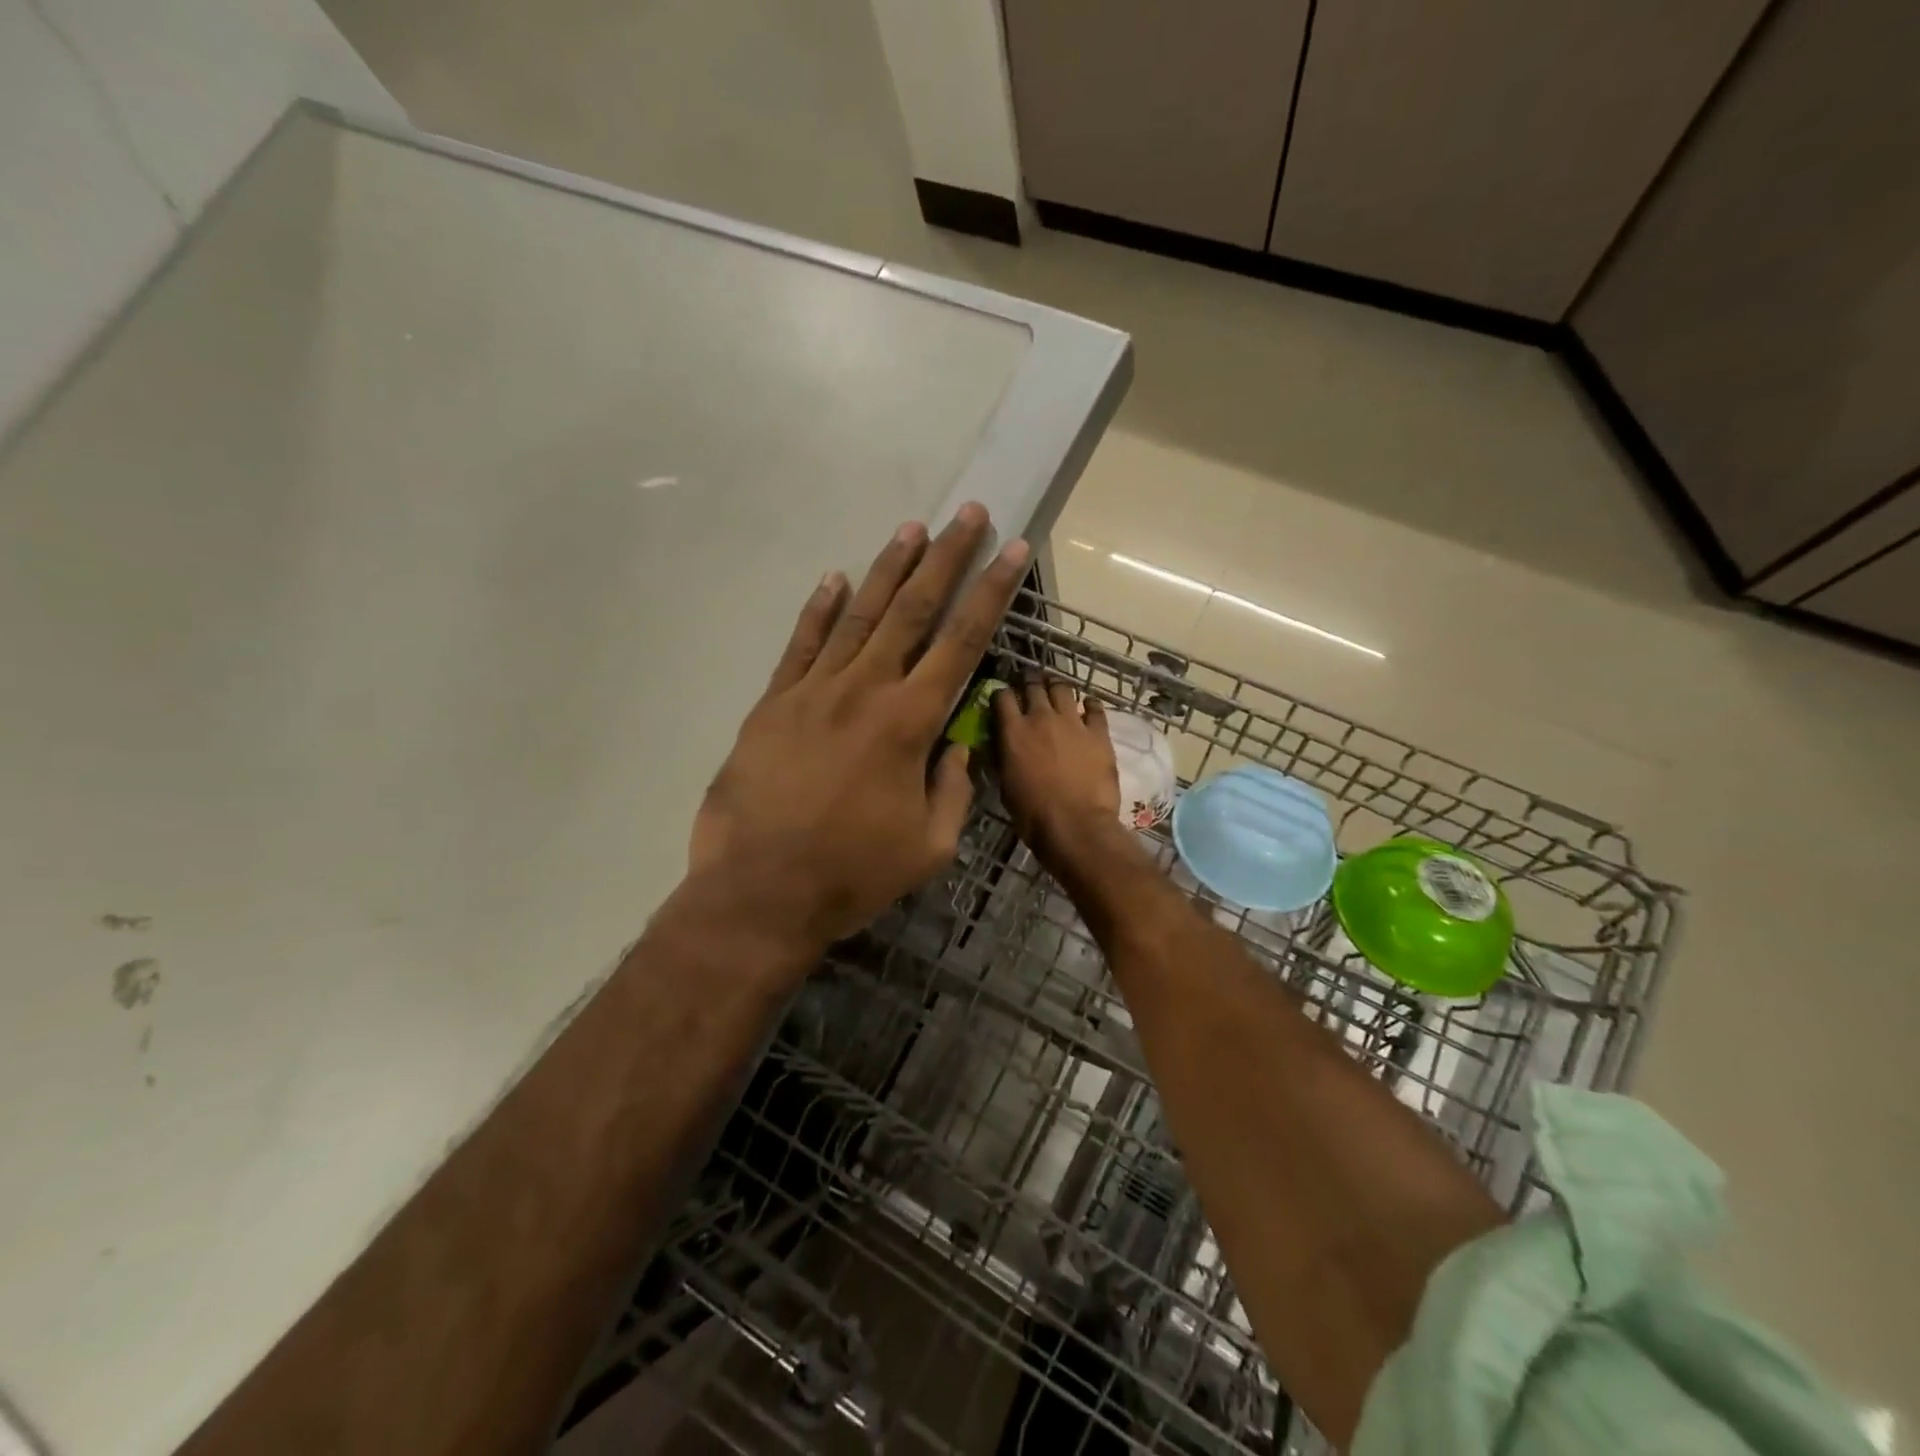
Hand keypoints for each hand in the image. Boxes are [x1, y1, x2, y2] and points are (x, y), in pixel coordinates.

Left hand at [689, 503, 1029, 956]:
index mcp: (909, 723)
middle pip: (912, 610)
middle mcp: (864, 691)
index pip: (962, 642)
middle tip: (967, 515)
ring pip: (858, 616)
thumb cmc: (852, 875)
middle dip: (945, 559)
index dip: (991, 594)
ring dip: (887, 569)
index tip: (1011, 552)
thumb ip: (953, 788)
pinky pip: (801, 645)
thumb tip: (960, 745)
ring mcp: (813, 692)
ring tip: (911, 528)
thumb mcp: (929, 846)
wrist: (758, 894)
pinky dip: (819, 610)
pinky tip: (835, 579)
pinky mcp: (773, 704)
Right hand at [993, 677, 1125, 867]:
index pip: (1002, 696)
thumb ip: (1002, 757)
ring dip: (1056, 688)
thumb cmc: (1033, 814)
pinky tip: (1087, 708)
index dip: (1001, 694)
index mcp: (1013, 732)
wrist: (1076, 826)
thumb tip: (1000, 743)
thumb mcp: (1005, 785)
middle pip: (1033, 685)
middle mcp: (1041, 718)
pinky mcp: (1099, 732)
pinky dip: (1089, 705)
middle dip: (1029, 683)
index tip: (1002, 699)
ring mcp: (1073, 722)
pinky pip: (1095, 707)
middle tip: (1030, 688)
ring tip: (1057, 694)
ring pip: (1063, 689)